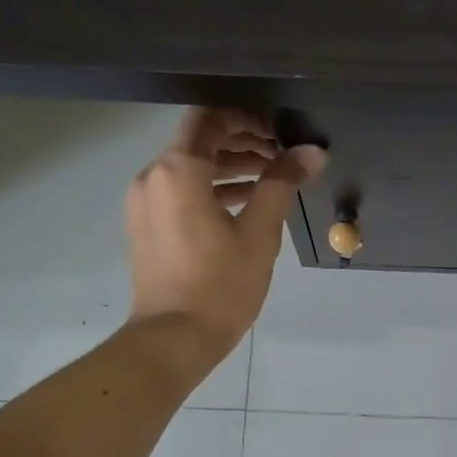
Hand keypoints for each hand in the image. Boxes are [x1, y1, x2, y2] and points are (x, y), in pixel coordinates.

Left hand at [126, 108, 327, 375]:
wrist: (173, 339)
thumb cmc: (220, 286)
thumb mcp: (259, 234)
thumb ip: (282, 184)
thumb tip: (311, 151)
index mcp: (178, 170)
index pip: (209, 118)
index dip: (246, 118)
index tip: (279, 132)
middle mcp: (153, 177)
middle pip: (198, 141)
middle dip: (241, 142)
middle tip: (281, 156)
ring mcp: (145, 203)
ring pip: (189, 167)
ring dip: (228, 167)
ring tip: (270, 179)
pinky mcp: (146, 226)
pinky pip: (179, 192)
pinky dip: (210, 189)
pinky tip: (244, 205)